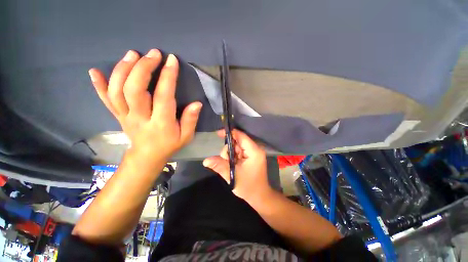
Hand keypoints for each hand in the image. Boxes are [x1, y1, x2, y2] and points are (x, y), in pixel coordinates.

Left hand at [88, 49, 201, 159]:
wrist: (147, 156)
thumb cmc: (169, 145)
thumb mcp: (186, 136)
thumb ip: (190, 120)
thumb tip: (197, 104)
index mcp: (160, 123)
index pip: (163, 96)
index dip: (167, 77)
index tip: (172, 60)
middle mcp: (140, 117)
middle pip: (134, 89)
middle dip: (143, 68)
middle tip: (153, 54)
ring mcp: (125, 116)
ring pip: (117, 91)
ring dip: (123, 70)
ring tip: (133, 54)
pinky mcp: (118, 115)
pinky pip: (105, 100)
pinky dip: (98, 85)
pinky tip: (94, 71)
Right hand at [203, 129, 273, 204]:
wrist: (259, 196)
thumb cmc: (248, 187)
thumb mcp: (232, 176)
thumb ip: (219, 166)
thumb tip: (205, 161)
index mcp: (254, 151)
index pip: (241, 136)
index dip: (229, 133)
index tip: (218, 133)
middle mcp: (255, 149)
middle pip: (237, 141)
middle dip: (228, 150)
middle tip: (225, 161)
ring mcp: (253, 152)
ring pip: (236, 146)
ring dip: (230, 154)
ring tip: (230, 166)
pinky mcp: (251, 156)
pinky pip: (238, 151)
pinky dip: (233, 156)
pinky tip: (232, 165)